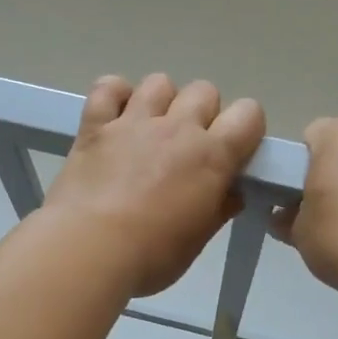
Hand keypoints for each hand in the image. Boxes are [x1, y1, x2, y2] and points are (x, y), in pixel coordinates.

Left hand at [42, 73, 266, 297]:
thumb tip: (231, 193)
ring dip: (162, 102)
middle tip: (188, 149)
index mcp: (211, 157)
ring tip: (150, 132)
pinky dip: (115, 95)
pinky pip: (108, 87)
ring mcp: (134, 122)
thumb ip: (218, 209)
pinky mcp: (95, 125)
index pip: (249, 114)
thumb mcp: (196, 241)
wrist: (88, 251)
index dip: (245, 129)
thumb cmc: (151, 256)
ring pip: (160, 82)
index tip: (233, 153)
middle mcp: (177, 128)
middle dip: (203, 114)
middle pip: (205, 91)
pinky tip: (115, 118)